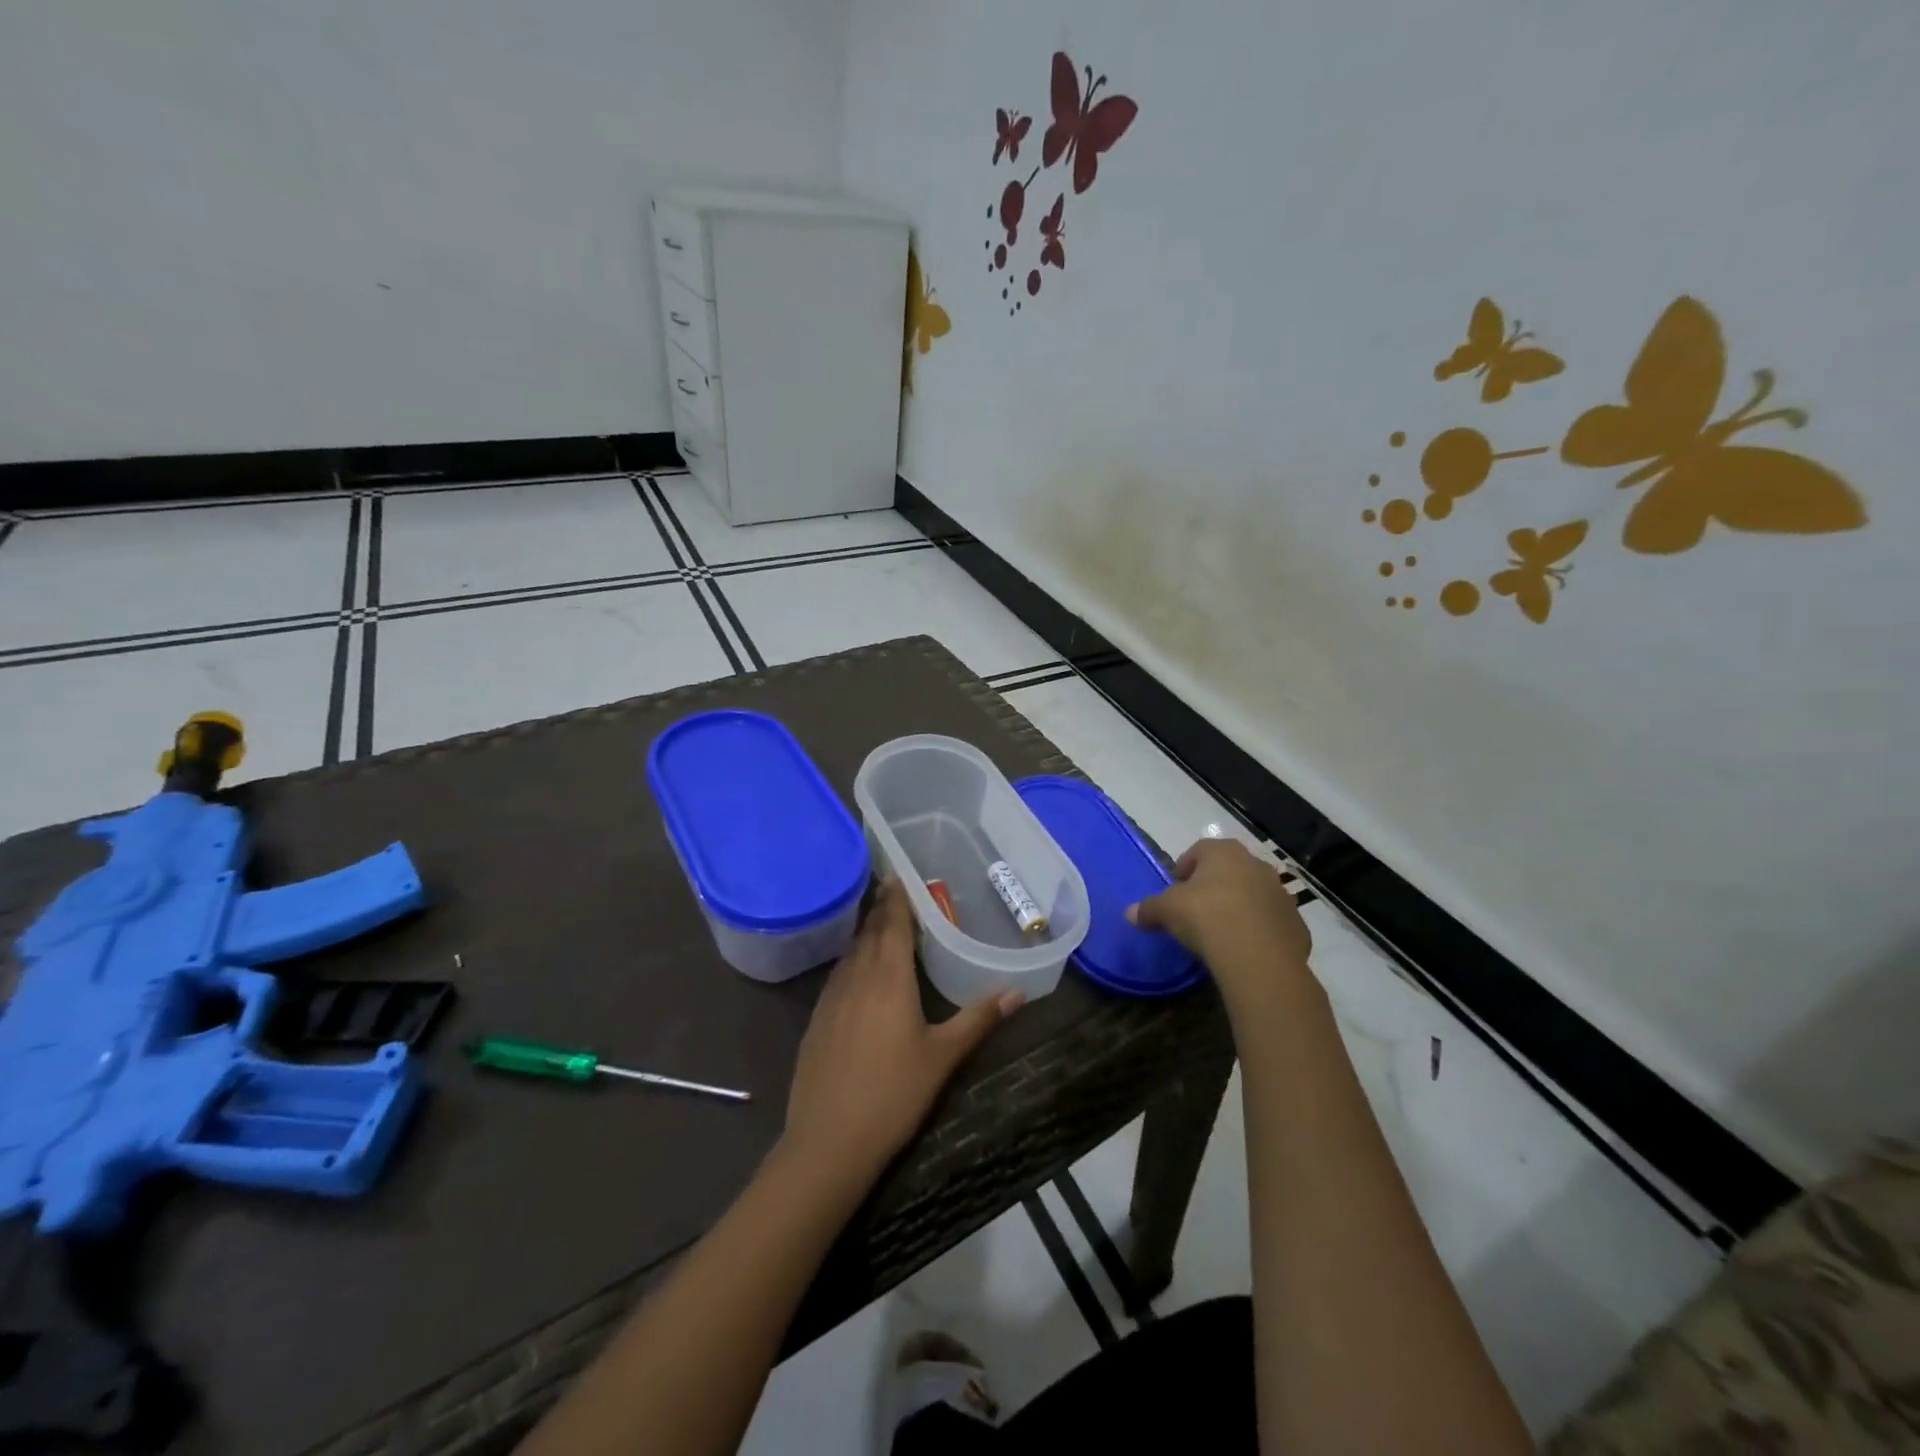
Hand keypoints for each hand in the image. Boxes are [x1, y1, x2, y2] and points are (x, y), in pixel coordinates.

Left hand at [782, 879, 1021, 1187]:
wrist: (828, 1141)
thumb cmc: (893, 1094)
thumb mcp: (943, 1057)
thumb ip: (978, 1019)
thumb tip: (1018, 992)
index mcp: (888, 978)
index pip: (893, 924)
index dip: (897, 897)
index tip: (899, 873)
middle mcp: (857, 977)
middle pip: (870, 932)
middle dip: (882, 909)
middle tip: (892, 887)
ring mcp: (831, 999)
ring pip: (851, 953)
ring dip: (866, 933)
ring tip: (880, 922)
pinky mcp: (816, 1020)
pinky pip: (837, 976)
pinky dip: (852, 961)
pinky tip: (857, 972)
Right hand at [1127, 839, 1311, 1003]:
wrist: (1258, 956)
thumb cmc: (1206, 917)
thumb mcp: (1166, 911)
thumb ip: (1148, 909)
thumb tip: (1129, 913)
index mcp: (1223, 852)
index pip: (1198, 851)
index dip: (1184, 869)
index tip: (1175, 891)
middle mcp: (1255, 865)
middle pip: (1228, 871)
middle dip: (1213, 887)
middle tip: (1196, 911)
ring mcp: (1280, 893)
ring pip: (1253, 895)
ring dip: (1239, 907)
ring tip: (1221, 932)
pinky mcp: (1296, 923)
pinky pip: (1271, 923)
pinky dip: (1259, 931)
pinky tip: (1244, 949)